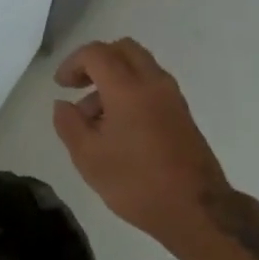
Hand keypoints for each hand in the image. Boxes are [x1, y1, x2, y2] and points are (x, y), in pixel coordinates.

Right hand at [51, 39, 228, 245]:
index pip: (96, 53)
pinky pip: (151, 85)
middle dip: (96, 61)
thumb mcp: (89, 158)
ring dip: (114, 78)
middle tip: (79, 86)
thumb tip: (63, 105)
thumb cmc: (137, 182)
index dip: (73, 63)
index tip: (61, 86)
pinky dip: (131, 90)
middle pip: (123, 49)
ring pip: (139, 66)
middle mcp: (153, 82)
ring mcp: (172, 97)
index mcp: (127, 88)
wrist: (197, 210)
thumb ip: (69, 125)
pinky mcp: (182, 113)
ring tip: (94, 118)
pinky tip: (119, 127)